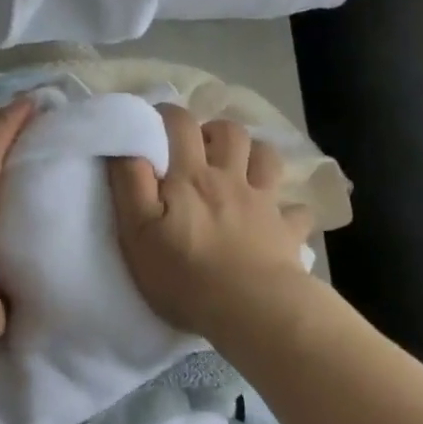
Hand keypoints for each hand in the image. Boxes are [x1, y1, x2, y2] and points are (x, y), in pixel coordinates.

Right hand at [108, 105, 313, 335]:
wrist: (251, 309)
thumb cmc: (184, 274)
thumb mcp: (137, 231)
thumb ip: (130, 184)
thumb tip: (126, 144)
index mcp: (190, 176)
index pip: (180, 124)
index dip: (167, 114)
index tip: (155, 121)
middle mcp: (230, 179)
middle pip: (230, 132)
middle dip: (213, 130)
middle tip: (198, 148)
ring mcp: (264, 203)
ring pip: (267, 158)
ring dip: (253, 154)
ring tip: (238, 169)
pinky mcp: (288, 231)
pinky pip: (296, 211)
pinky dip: (287, 210)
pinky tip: (277, 219)